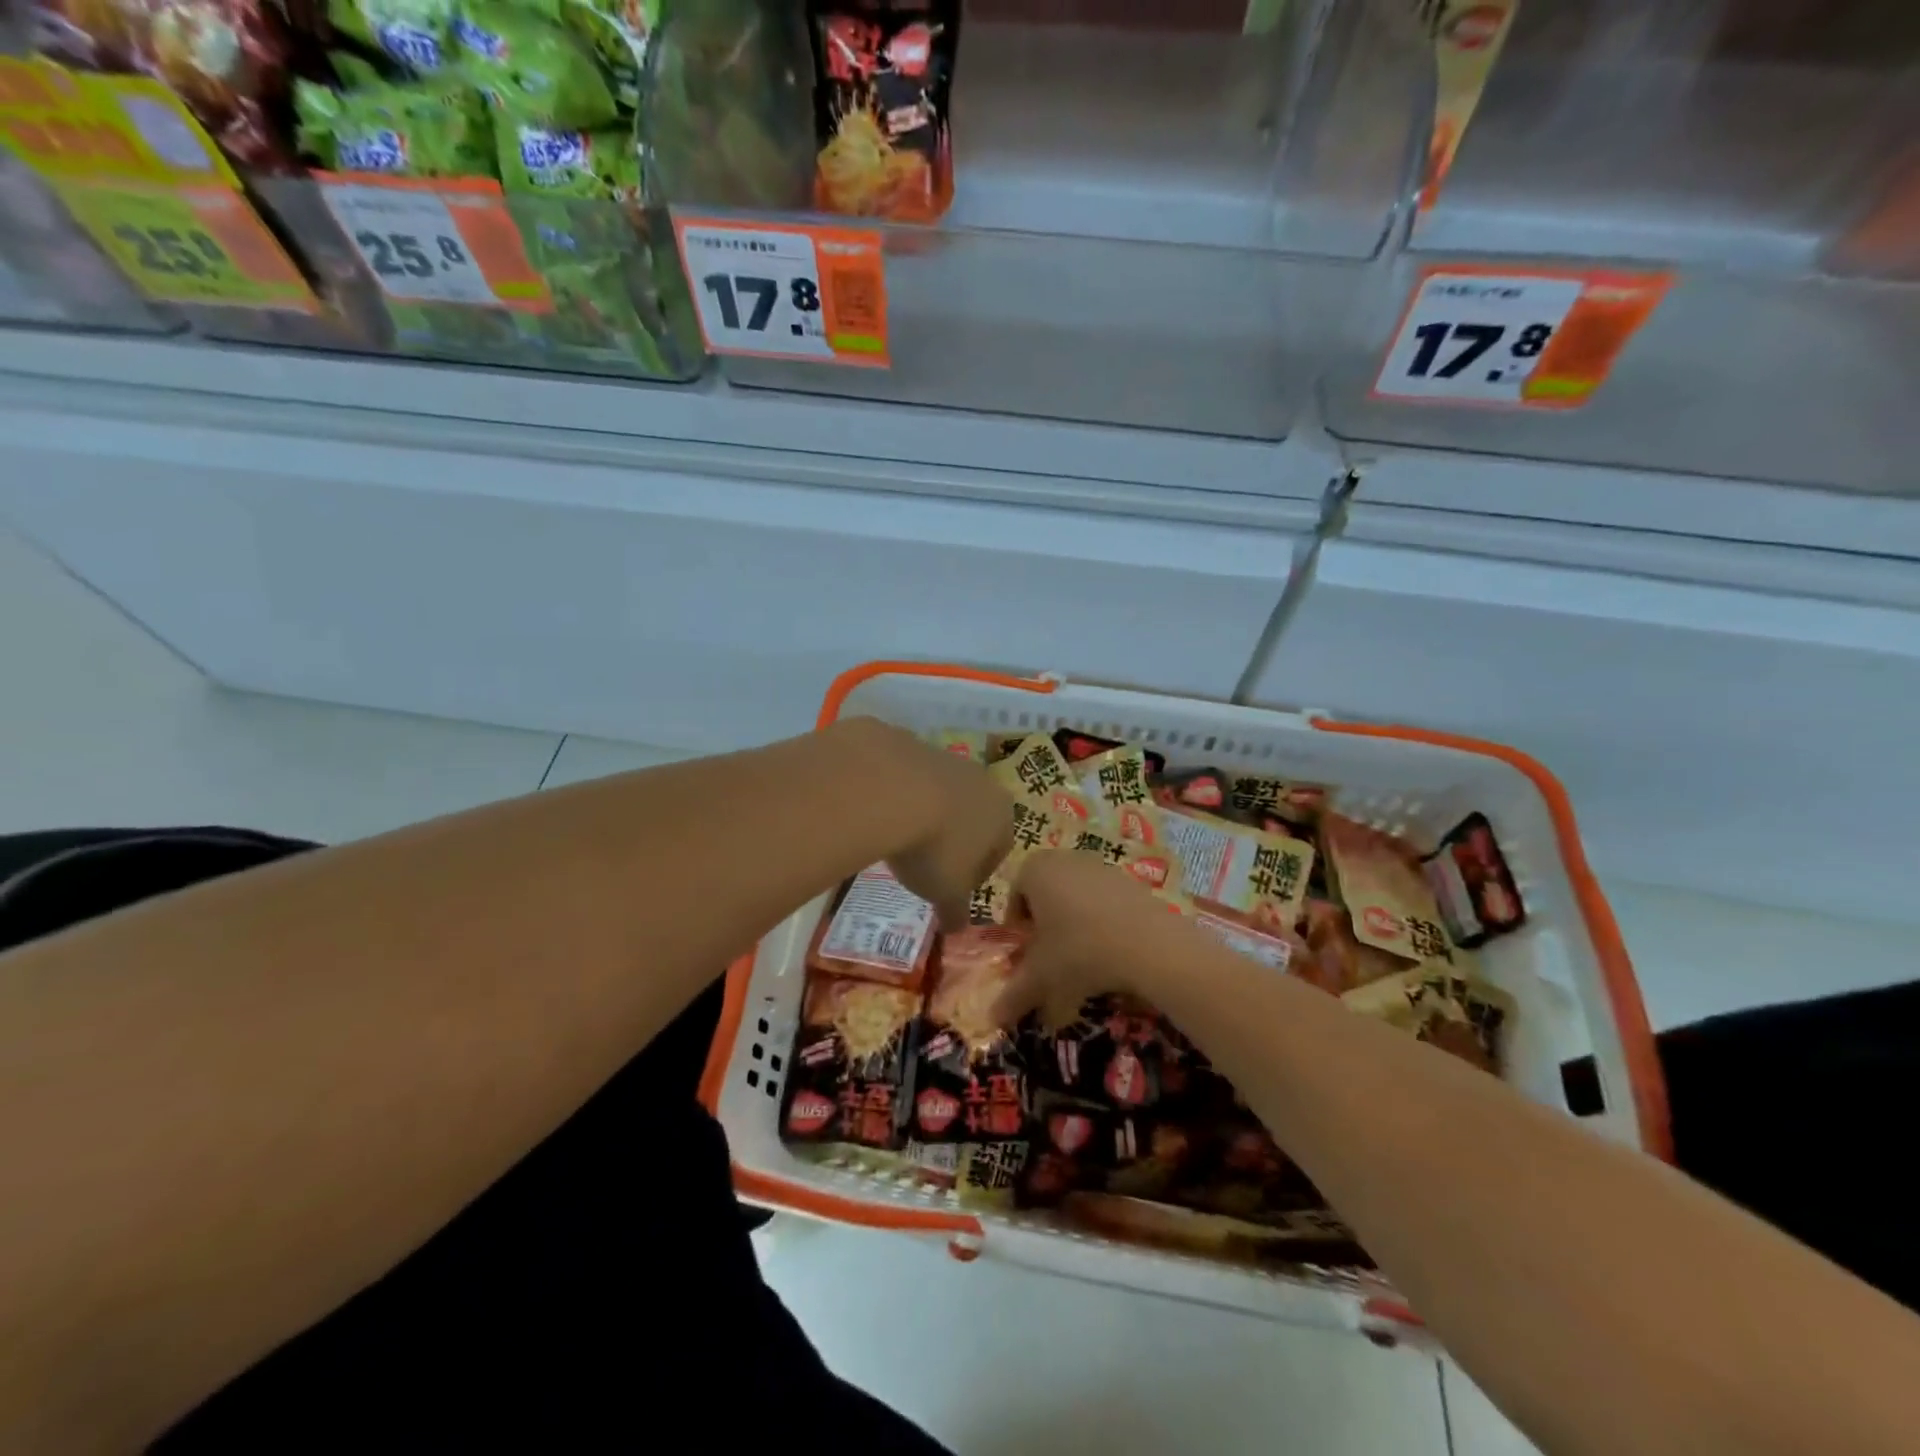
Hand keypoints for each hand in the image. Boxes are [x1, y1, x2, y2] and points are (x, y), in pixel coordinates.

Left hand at [847, 719, 1016, 930]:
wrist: (888, 787)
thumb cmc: (933, 848)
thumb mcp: (946, 892)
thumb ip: (956, 911)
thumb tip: (957, 929)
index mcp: (1001, 813)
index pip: (1000, 847)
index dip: (979, 872)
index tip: (955, 889)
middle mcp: (980, 779)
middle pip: (972, 814)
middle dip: (953, 838)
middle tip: (925, 864)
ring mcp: (942, 755)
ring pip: (939, 791)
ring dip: (924, 812)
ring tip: (897, 837)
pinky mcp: (905, 742)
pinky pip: (904, 775)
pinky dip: (894, 793)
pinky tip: (875, 812)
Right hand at [993, 849, 1174, 1027]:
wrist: (1150, 944)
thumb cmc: (1080, 950)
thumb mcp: (1041, 978)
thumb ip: (1013, 996)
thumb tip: (992, 1019)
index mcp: (1035, 870)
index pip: (1014, 896)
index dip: (1018, 928)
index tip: (1027, 955)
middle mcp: (1065, 858)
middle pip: (1045, 893)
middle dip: (1044, 925)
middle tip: (1051, 958)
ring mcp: (1100, 865)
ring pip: (1075, 896)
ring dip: (1073, 924)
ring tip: (1082, 959)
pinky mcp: (1130, 879)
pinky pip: (1104, 900)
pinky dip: (1101, 922)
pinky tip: (1111, 951)